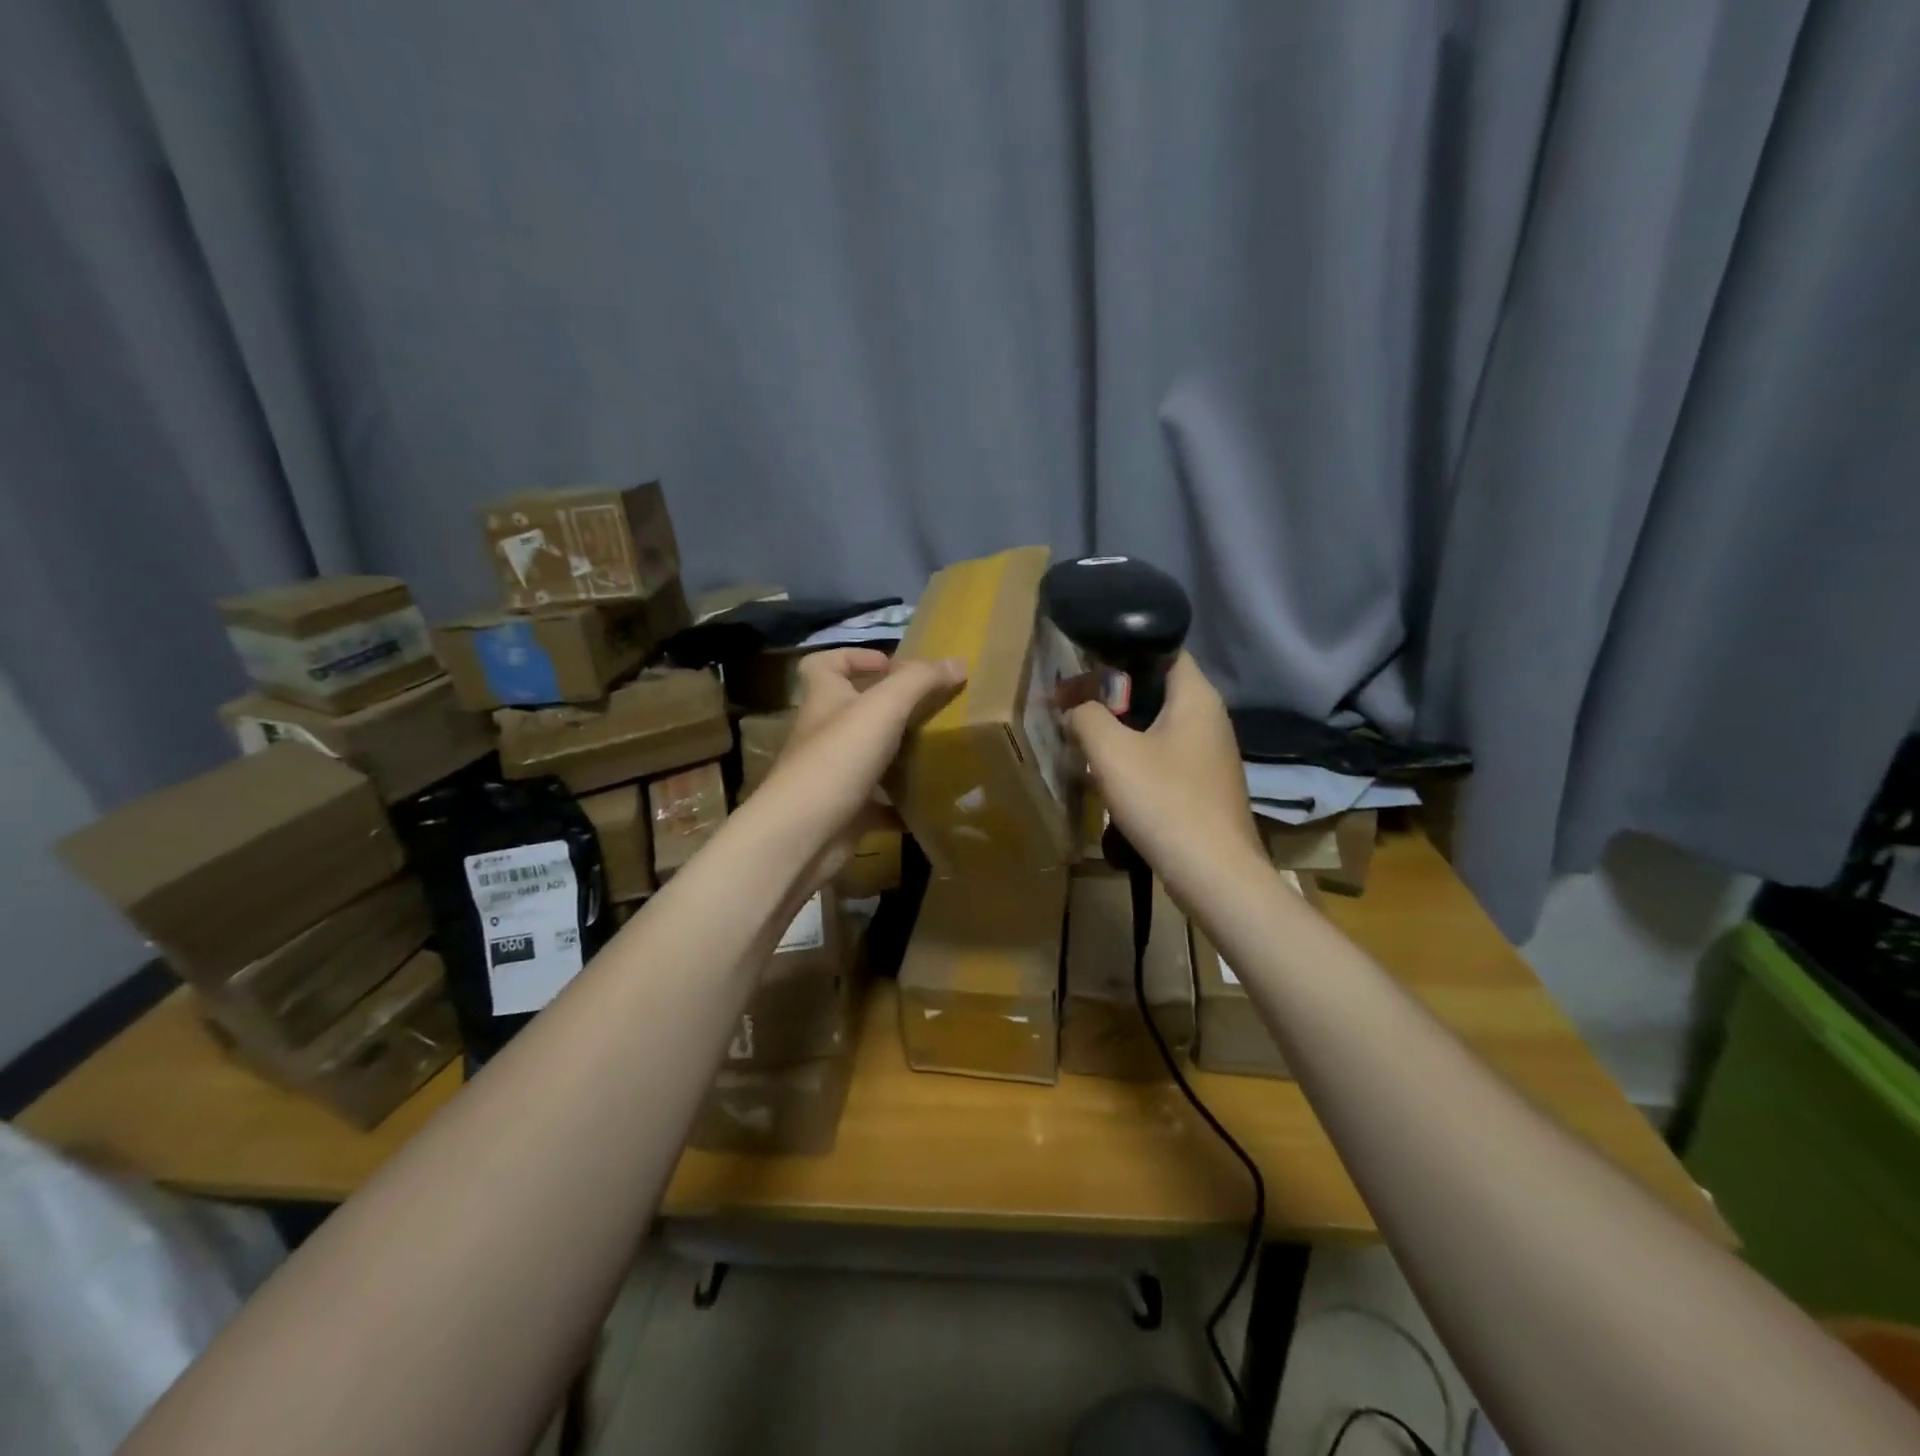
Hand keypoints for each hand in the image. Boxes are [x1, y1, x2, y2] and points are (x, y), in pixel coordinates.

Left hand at [753, 648, 964, 884]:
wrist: (804, 835)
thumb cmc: (838, 759)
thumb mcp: (883, 708)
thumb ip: (919, 681)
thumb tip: (958, 662)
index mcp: (824, 700)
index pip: (824, 664)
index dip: (853, 656)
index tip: (890, 664)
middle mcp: (825, 734)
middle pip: (853, 710)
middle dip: (890, 708)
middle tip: (931, 709)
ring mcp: (833, 775)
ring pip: (868, 757)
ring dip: (899, 754)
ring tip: (939, 750)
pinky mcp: (846, 812)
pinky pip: (879, 803)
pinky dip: (902, 802)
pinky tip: (930, 801)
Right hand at [1065, 654, 1260, 889]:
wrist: (1212, 873)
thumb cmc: (1163, 800)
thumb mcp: (1111, 752)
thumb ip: (1086, 717)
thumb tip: (1076, 710)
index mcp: (1196, 696)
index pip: (1162, 649)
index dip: (1120, 652)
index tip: (1083, 667)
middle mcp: (1210, 717)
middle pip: (1155, 689)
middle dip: (1111, 695)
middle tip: (1073, 706)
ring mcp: (1210, 754)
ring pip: (1157, 725)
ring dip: (1119, 729)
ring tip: (1083, 741)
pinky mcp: (1204, 785)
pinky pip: (1164, 756)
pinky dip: (1135, 757)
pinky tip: (1110, 777)